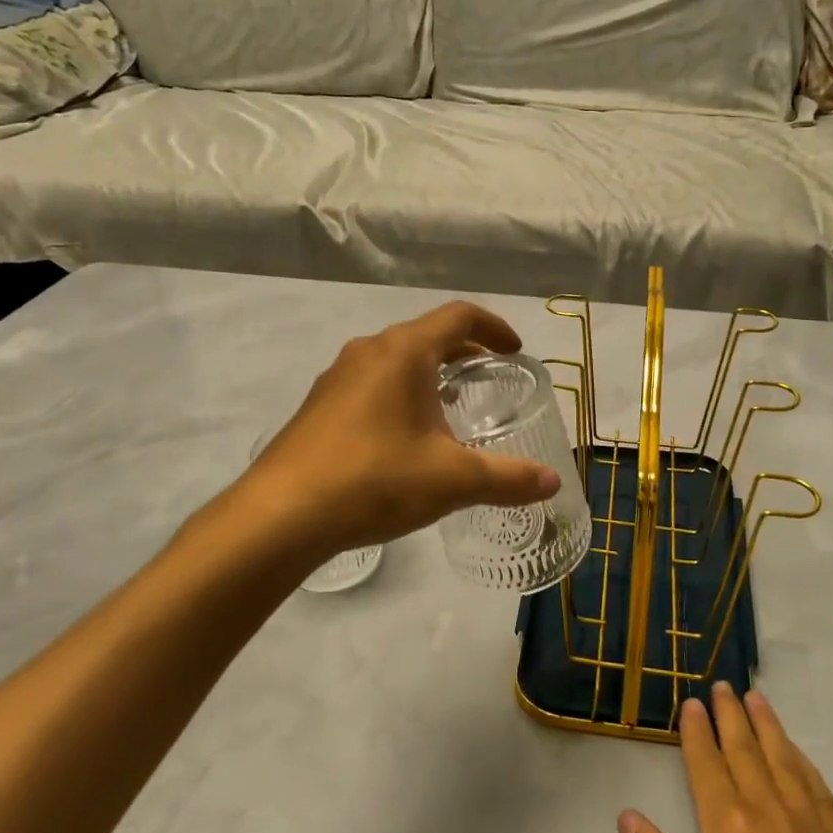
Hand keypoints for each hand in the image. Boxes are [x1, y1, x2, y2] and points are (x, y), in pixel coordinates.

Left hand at [237, 301, 561, 560]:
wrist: (280, 515)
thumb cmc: (375, 480)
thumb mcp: (452, 479)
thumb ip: (508, 477)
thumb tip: (552, 482)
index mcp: (404, 352)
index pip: (459, 317)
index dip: (494, 328)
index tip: (516, 351)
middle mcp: (369, 352)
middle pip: (426, 335)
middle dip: (464, 352)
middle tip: (490, 378)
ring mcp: (337, 378)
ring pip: (396, 360)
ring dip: (429, 373)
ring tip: (451, 407)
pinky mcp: (319, 406)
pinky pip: (372, 383)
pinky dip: (400, 393)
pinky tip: (405, 436)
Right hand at [619, 686, 832, 832]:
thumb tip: (627, 815)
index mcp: (730, 831)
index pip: (709, 764)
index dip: (697, 731)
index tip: (691, 702)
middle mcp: (773, 815)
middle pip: (748, 751)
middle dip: (731, 715)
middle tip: (722, 685)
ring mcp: (816, 832)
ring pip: (786, 761)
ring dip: (768, 727)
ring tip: (757, 699)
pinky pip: (820, 789)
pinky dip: (803, 762)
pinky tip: (799, 756)